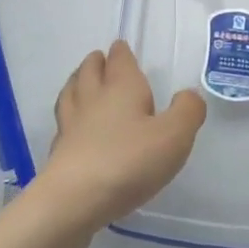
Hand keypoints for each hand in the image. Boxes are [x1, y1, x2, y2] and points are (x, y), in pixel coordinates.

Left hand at [33, 41, 207, 237]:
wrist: (75, 199)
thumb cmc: (129, 160)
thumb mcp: (174, 136)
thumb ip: (187, 111)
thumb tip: (188, 95)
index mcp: (121, 86)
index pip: (119, 58)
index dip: (121, 52)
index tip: (122, 48)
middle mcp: (93, 98)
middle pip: (90, 70)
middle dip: (96, 62)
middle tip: (101, 60)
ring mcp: (71, 123)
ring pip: (71, 92)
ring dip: (77, 82)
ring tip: (81, 82)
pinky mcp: (59, 151)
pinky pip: (64, 123)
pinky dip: (69, 117)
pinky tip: (74, 127)